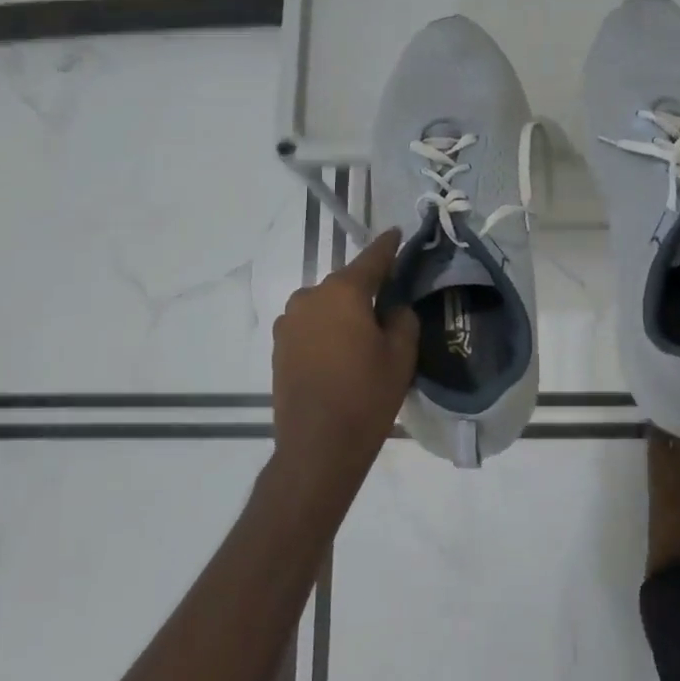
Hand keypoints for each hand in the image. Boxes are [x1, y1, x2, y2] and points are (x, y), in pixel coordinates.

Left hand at [271, 228, 418, 491]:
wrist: (317, 447)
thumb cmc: (366, 396)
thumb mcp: (401, 355)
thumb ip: (401, 319)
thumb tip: (391, 308)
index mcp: (342, 292)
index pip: (371, 259)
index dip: (387, 247)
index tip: (396, 233)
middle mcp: (309, 297)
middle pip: (345, 285)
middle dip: (365, 290)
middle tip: (388, 305)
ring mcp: (288, 323)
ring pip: (325, 306)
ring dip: (343, 313)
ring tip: (363, 337)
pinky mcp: (278, 347)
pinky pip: (310, 327)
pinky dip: (326, 332)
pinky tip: (340, 354)